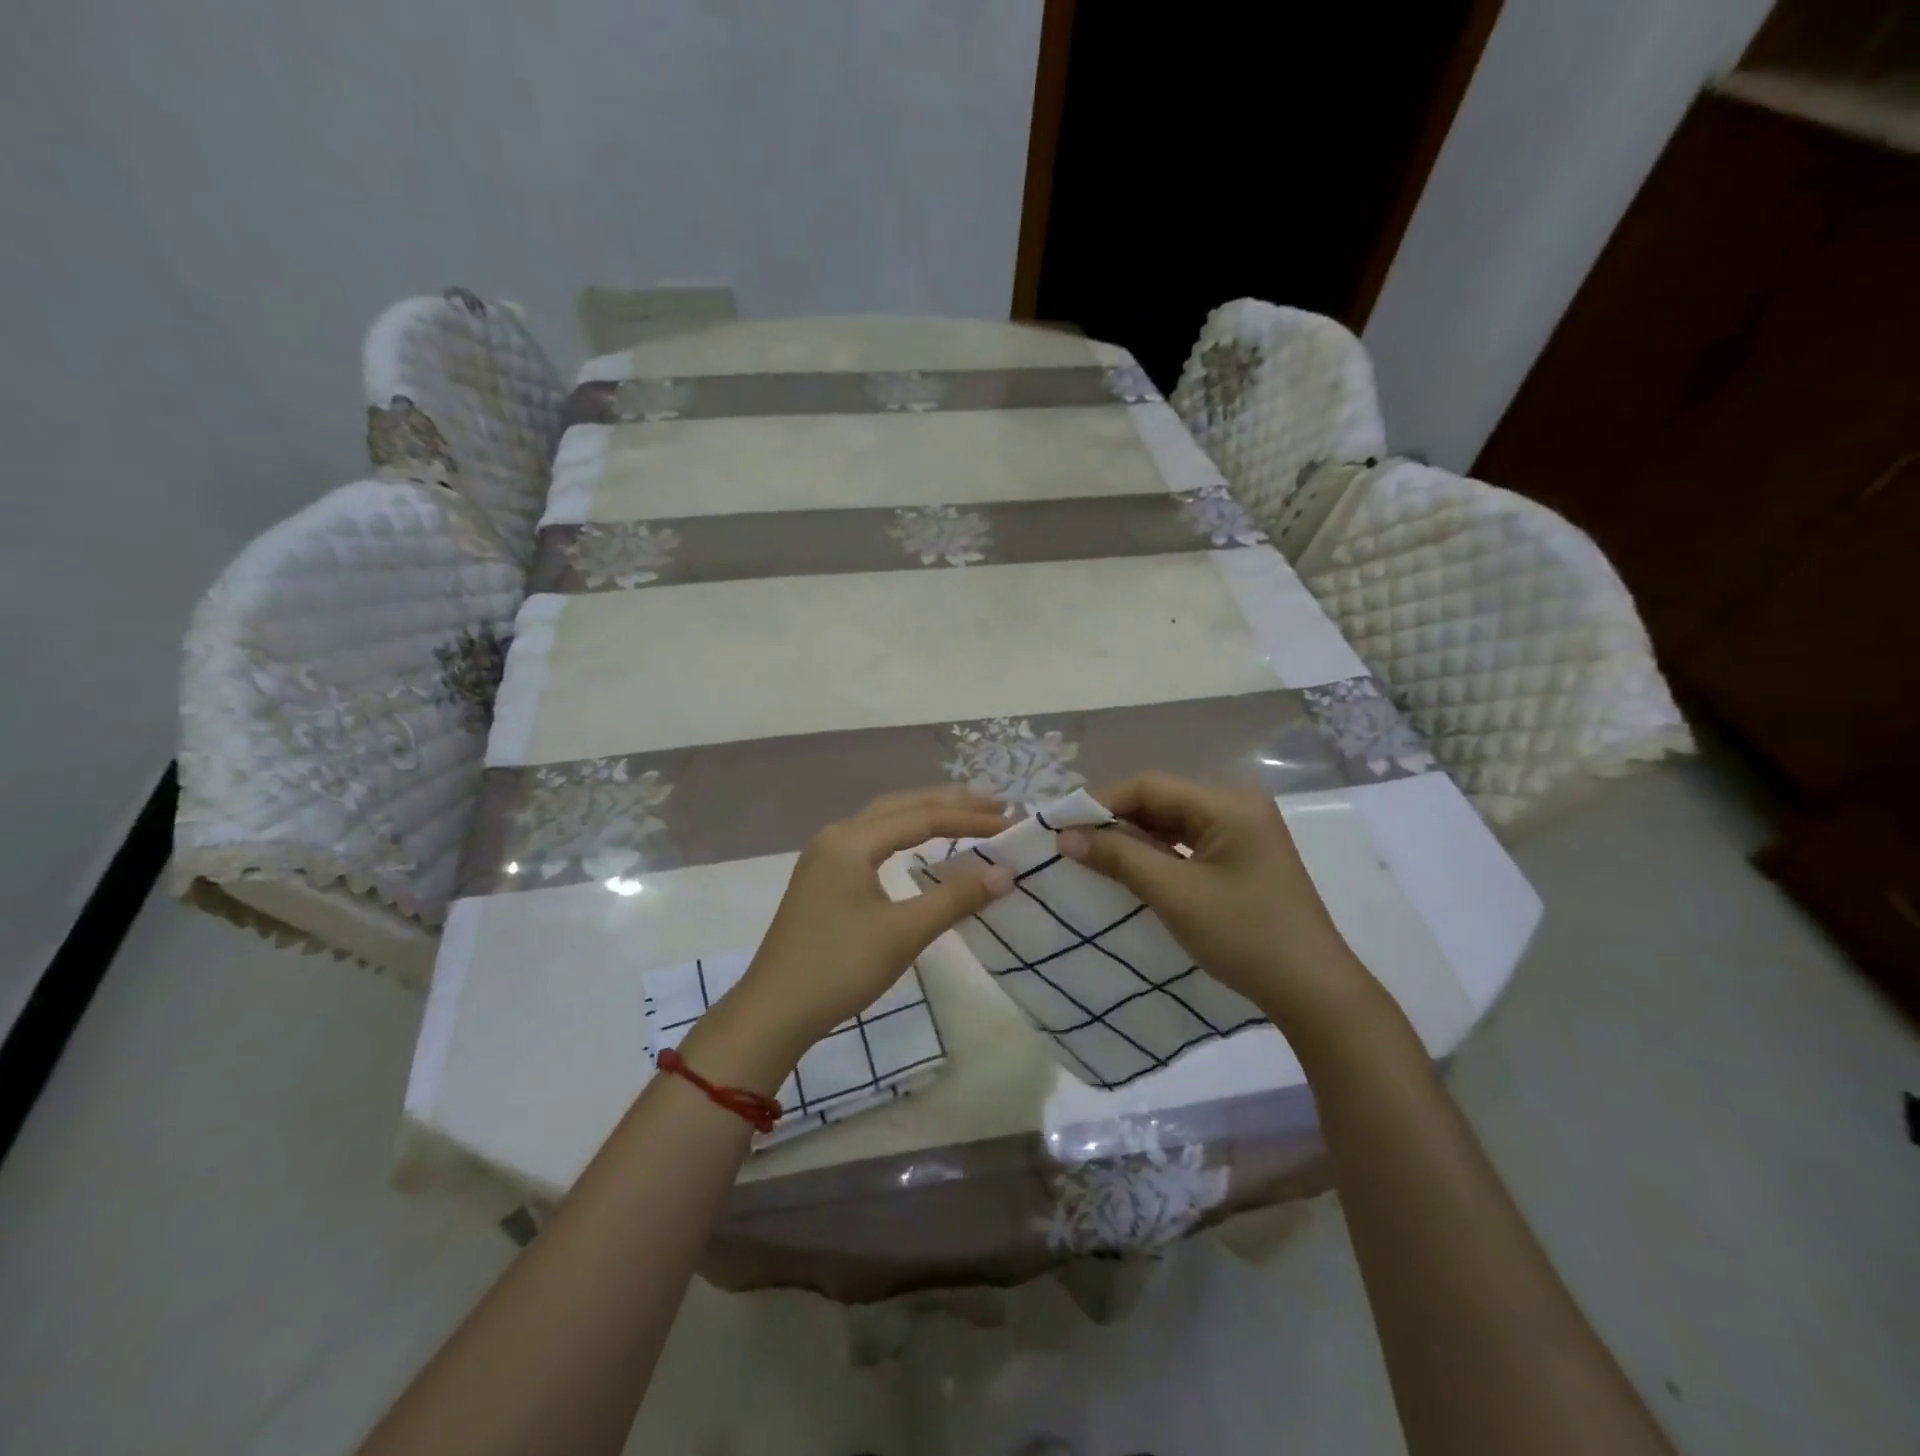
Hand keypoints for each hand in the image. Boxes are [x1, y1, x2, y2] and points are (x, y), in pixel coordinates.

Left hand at [720, 788, 1013, 1067]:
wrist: (774, 1011)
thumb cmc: (839, 967)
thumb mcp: (903, 933)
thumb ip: (955, 898)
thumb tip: (1005, 873)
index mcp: (852, 840)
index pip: (923, 817)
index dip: (970, 818)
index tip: (1011, 823)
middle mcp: (837, 836)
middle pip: (902, 806)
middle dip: (950, 803)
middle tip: (996, 804)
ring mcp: (826, 856)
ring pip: (885, 820)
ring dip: (927, 814)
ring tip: (967, 814)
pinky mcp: (824, 878)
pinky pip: (873, 840)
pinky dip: (906, 834)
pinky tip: (921, 844)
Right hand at [1057, 771, 1378, 1036]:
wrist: (1312, 991)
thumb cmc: (1244, 934)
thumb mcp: (1174, 893)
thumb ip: (1118, 857)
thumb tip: (1066, 836)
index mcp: (1228, 803)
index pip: (1150, 786)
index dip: (1102, 802)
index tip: (1062, 826)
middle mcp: (1237, 807)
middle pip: (1161, 801)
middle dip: (1115, 821)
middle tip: (1072, 844)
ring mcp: (1242, 833)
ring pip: (1172, 823)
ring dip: (1133, 839)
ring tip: (1091, 858)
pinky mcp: (1241, 858)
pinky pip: (1187, 844)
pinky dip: (1156, 855)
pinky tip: (1128, 871)